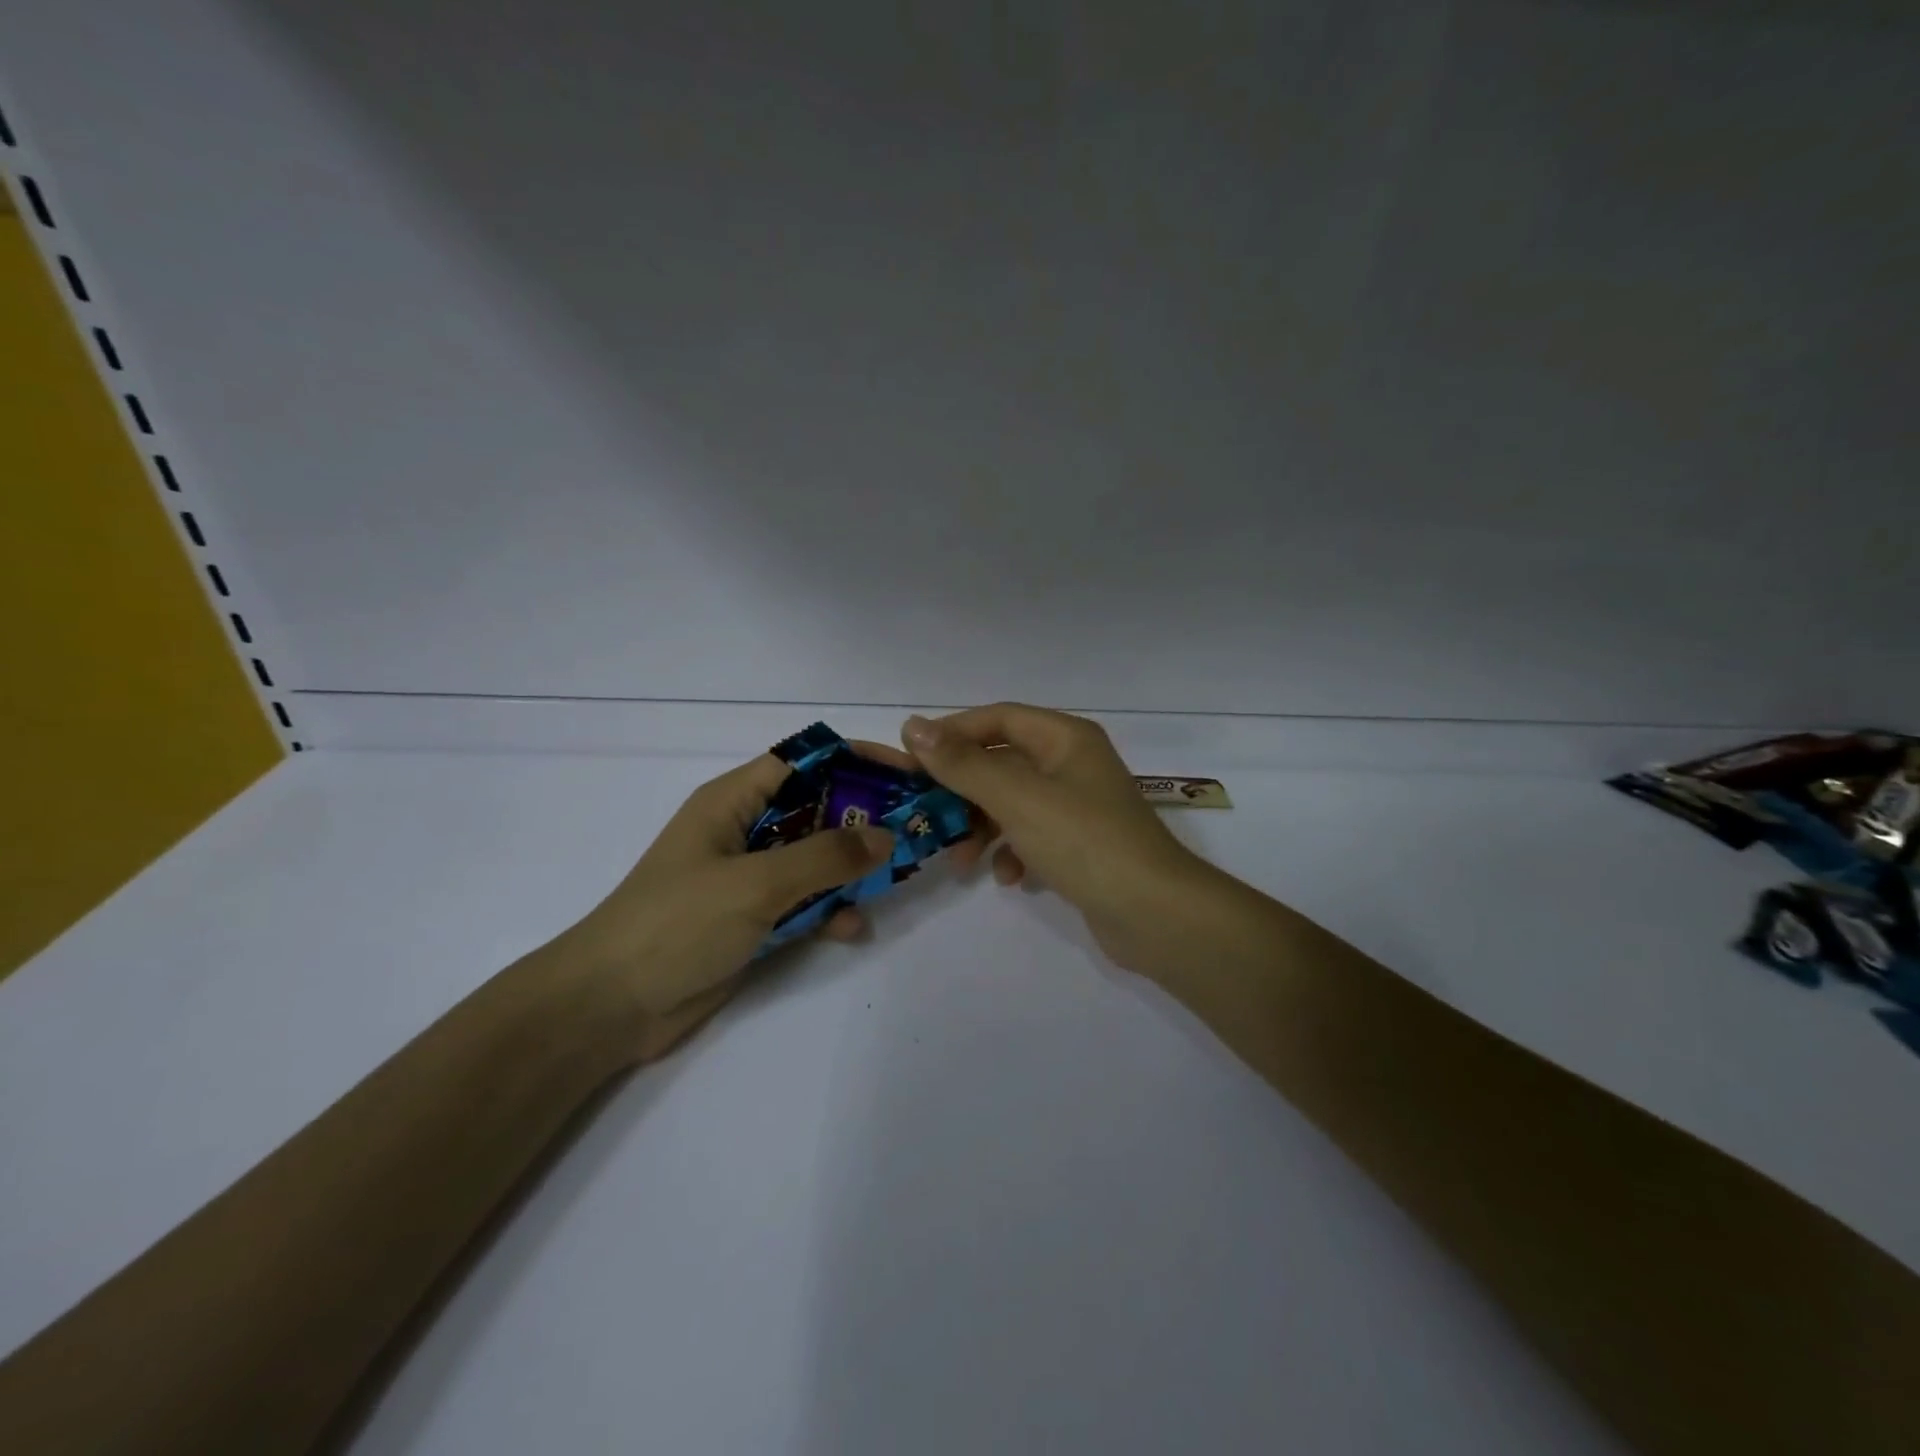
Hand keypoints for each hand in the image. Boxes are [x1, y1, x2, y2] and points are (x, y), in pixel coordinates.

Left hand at [550, 752, 897, 1061]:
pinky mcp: (753, 918)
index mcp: (734, 800)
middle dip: (866, 820)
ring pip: (817, 858)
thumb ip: (824, 858)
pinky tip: (851, 929)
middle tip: (916, 833)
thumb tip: (887, 836)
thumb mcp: (755, 884)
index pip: (806, 761)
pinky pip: (805, 902)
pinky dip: (830, 910)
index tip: (908, 776)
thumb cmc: (676, 925)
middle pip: (819, 809)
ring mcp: (750, 876)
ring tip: (895, 881)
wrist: (609, 1008)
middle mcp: (746, 830)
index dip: (857, 760)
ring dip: (853, 869)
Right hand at [902, 704, 1214, 974]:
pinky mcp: (1081, 845)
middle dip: (963, 789)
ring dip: (982, 827)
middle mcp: (1073, 764)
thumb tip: (913, 725)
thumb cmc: (1083, 841)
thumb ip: (963, 763)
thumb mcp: (1016, 797)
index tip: (910, 759)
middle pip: (1003, 762)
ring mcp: (1079, 806)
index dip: (952, 733)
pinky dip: (1013, 852)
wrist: (1154, 913)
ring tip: (960, 860)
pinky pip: (1032, 836)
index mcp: (1065, 738)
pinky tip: (1008, 878)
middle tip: (927, 814)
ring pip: (1013, 803)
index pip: (998, 718)